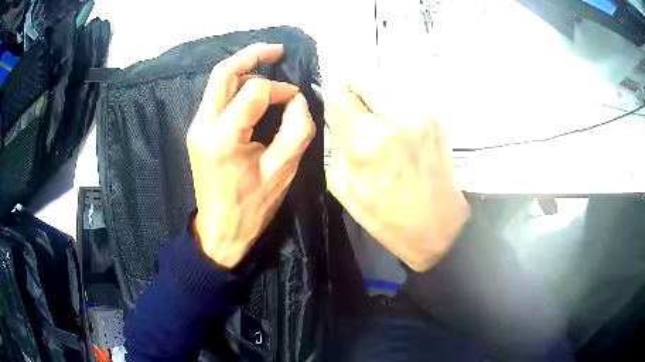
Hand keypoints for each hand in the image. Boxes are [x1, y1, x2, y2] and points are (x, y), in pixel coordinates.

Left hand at [187, 43, 315, 268]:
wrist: (220, 231)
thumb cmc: (252, 208)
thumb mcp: (282, 171)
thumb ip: (297, 129)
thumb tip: (296, 100)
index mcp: (223, 137)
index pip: (255, 91)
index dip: (281, 90)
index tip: (296, 101)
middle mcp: (203, 125)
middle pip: (223, 73)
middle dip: (252, 55)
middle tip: (277, 50)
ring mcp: (196, 127)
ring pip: (218, 83)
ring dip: (245, 72)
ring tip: (269, 73)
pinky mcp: (198, 132)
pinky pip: (217, 98)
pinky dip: (236, 88)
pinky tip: (254, 92)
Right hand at [324, 83, 469, 271]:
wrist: (439, 226)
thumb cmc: (387, 217)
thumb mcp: (345, 187)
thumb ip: (336, 145)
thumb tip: (336, 116)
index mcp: (370, 141)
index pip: (341, 96)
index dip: (330, 89)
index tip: (326, 88)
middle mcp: (398, 118)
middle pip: (365, 80)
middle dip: (352, 88)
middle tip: (348, 103)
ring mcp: (422, 115)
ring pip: (386, 84)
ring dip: (373, 93)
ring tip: (370, 113)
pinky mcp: (436, 118)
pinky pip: (405, 96)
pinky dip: (392, 102)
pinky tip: (391, 122)